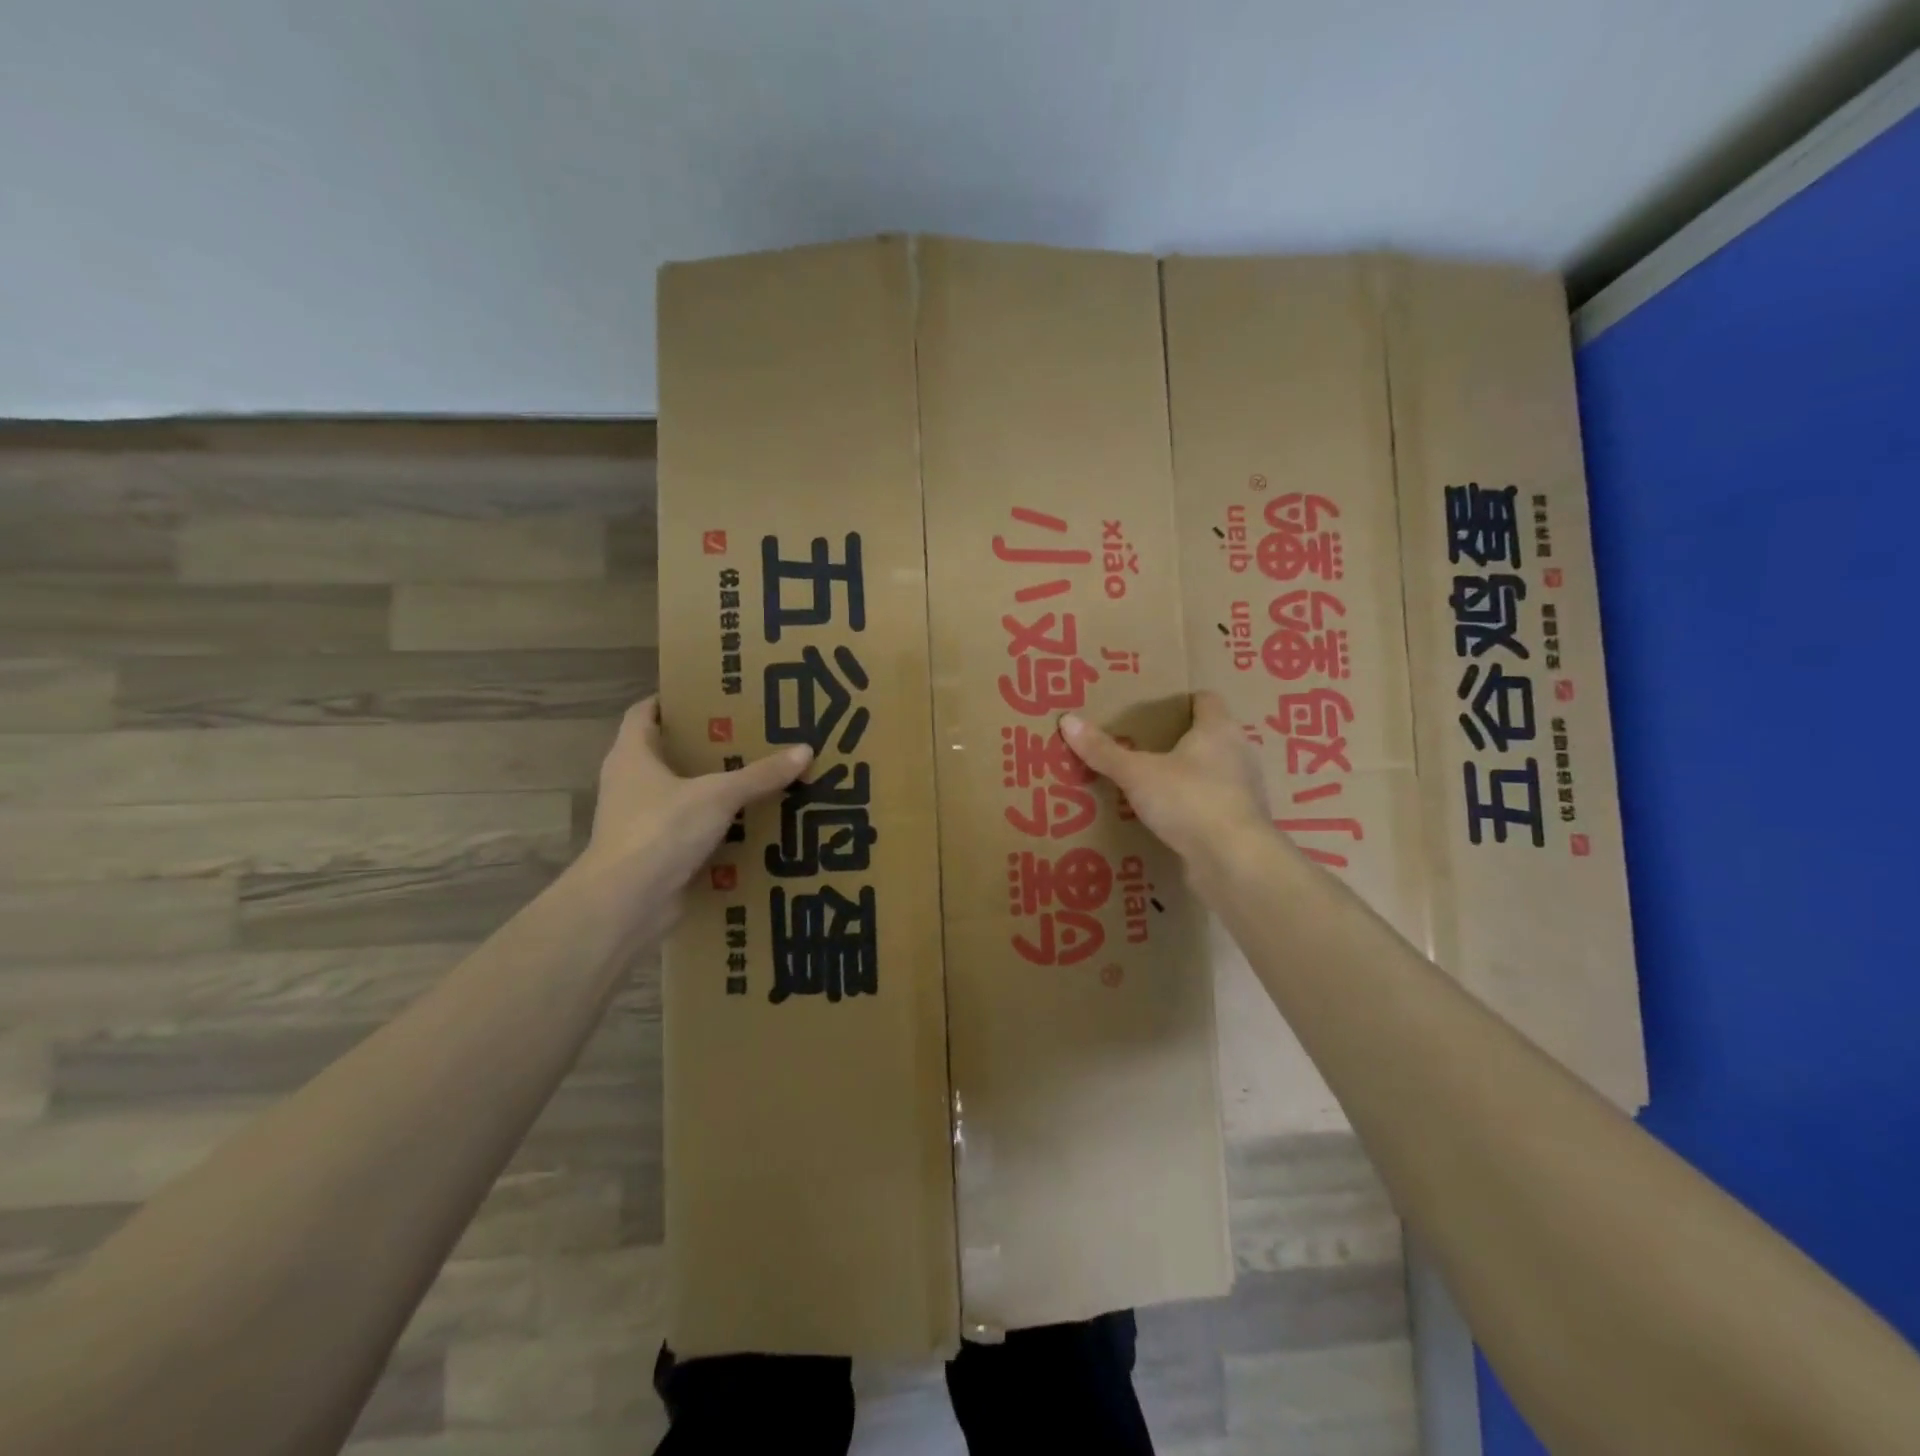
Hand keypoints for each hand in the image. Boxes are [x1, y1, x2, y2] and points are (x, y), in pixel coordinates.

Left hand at [578, 696, 810, 913]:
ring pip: (678, 794)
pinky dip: (712, 826)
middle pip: (665, 753)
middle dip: (703, 745)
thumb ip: (760, 775)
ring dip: (710, 788)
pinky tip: (747, 824)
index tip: (709, 696)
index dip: (672, 700)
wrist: (627, 903)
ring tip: (754, 777)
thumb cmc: (661, 830)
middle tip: (747, 735)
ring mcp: (638, 821)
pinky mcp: (653, 853)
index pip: (645, 713)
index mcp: (632, 755)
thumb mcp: (718, 795)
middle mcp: (629, 783)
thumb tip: (804, 751)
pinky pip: (687, 830)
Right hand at [1061, 692, 1272, 865]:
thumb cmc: (1189, 800)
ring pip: (1215, 771)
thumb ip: (1103, 751)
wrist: (1235, 861)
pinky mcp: (1241, 823)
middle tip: (1147, 744)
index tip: (1157, 707)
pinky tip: (1172, 817)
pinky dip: (1196, 805)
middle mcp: (1239, 753)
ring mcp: (1244, 790)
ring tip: (1156, 781)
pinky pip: (1214, 804)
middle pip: (1211, 735)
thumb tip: (1067, 720)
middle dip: (1183, 739)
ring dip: (1191, 774)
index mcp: (1219, 729)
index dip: (1183, 700)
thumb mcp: (1137, 774)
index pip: (1206, 700)